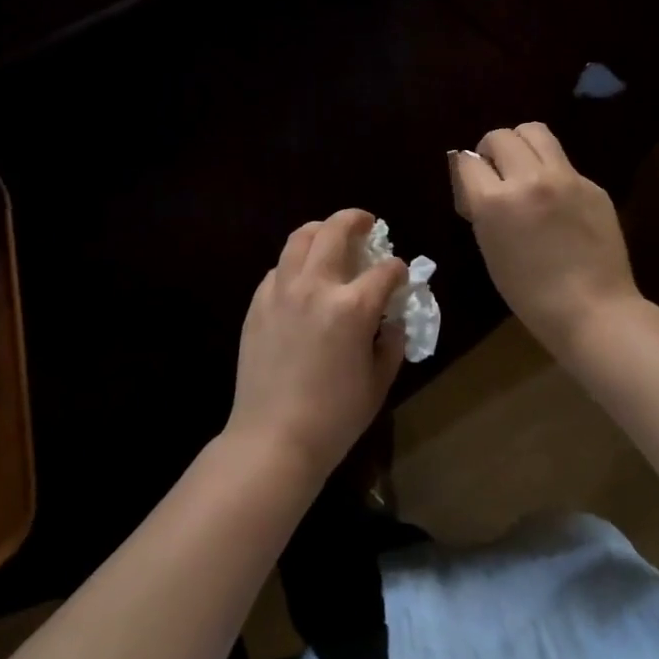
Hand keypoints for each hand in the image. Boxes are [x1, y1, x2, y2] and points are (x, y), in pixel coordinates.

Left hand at [225, 209, 407, 483]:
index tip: (401, 274)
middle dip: (355, 220)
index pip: (385, 270)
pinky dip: (295, 263)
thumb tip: (392, 321)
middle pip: (335, 231)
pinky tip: (302, 279)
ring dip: (320, 230)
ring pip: (300, 238)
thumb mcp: (378, 383)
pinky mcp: (257, 303)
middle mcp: (315, 286)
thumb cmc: (334, 417)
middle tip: (366, 223)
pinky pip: (279, 268)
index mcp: (352, 307)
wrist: (273, 437)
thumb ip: (391, 344)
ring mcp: (281, 291)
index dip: (398, 268)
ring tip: (330, 237)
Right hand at [451, 123, 642, 354]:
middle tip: (497, 172)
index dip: (467, 171)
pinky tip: (557, 199)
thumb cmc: (530, 293)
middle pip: (500, 136)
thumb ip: (481, 207)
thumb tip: (475, 180)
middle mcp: (529, 179)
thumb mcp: (489, 248)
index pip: (467, 161)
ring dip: (521, 144)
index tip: (472, 183)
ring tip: (524, 167)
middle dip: (491, 150)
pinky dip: (551, 171)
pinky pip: (563, 162)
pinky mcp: (592, 184)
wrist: (593, 311)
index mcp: (495, 202)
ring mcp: (565, 178)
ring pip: (535, 131)